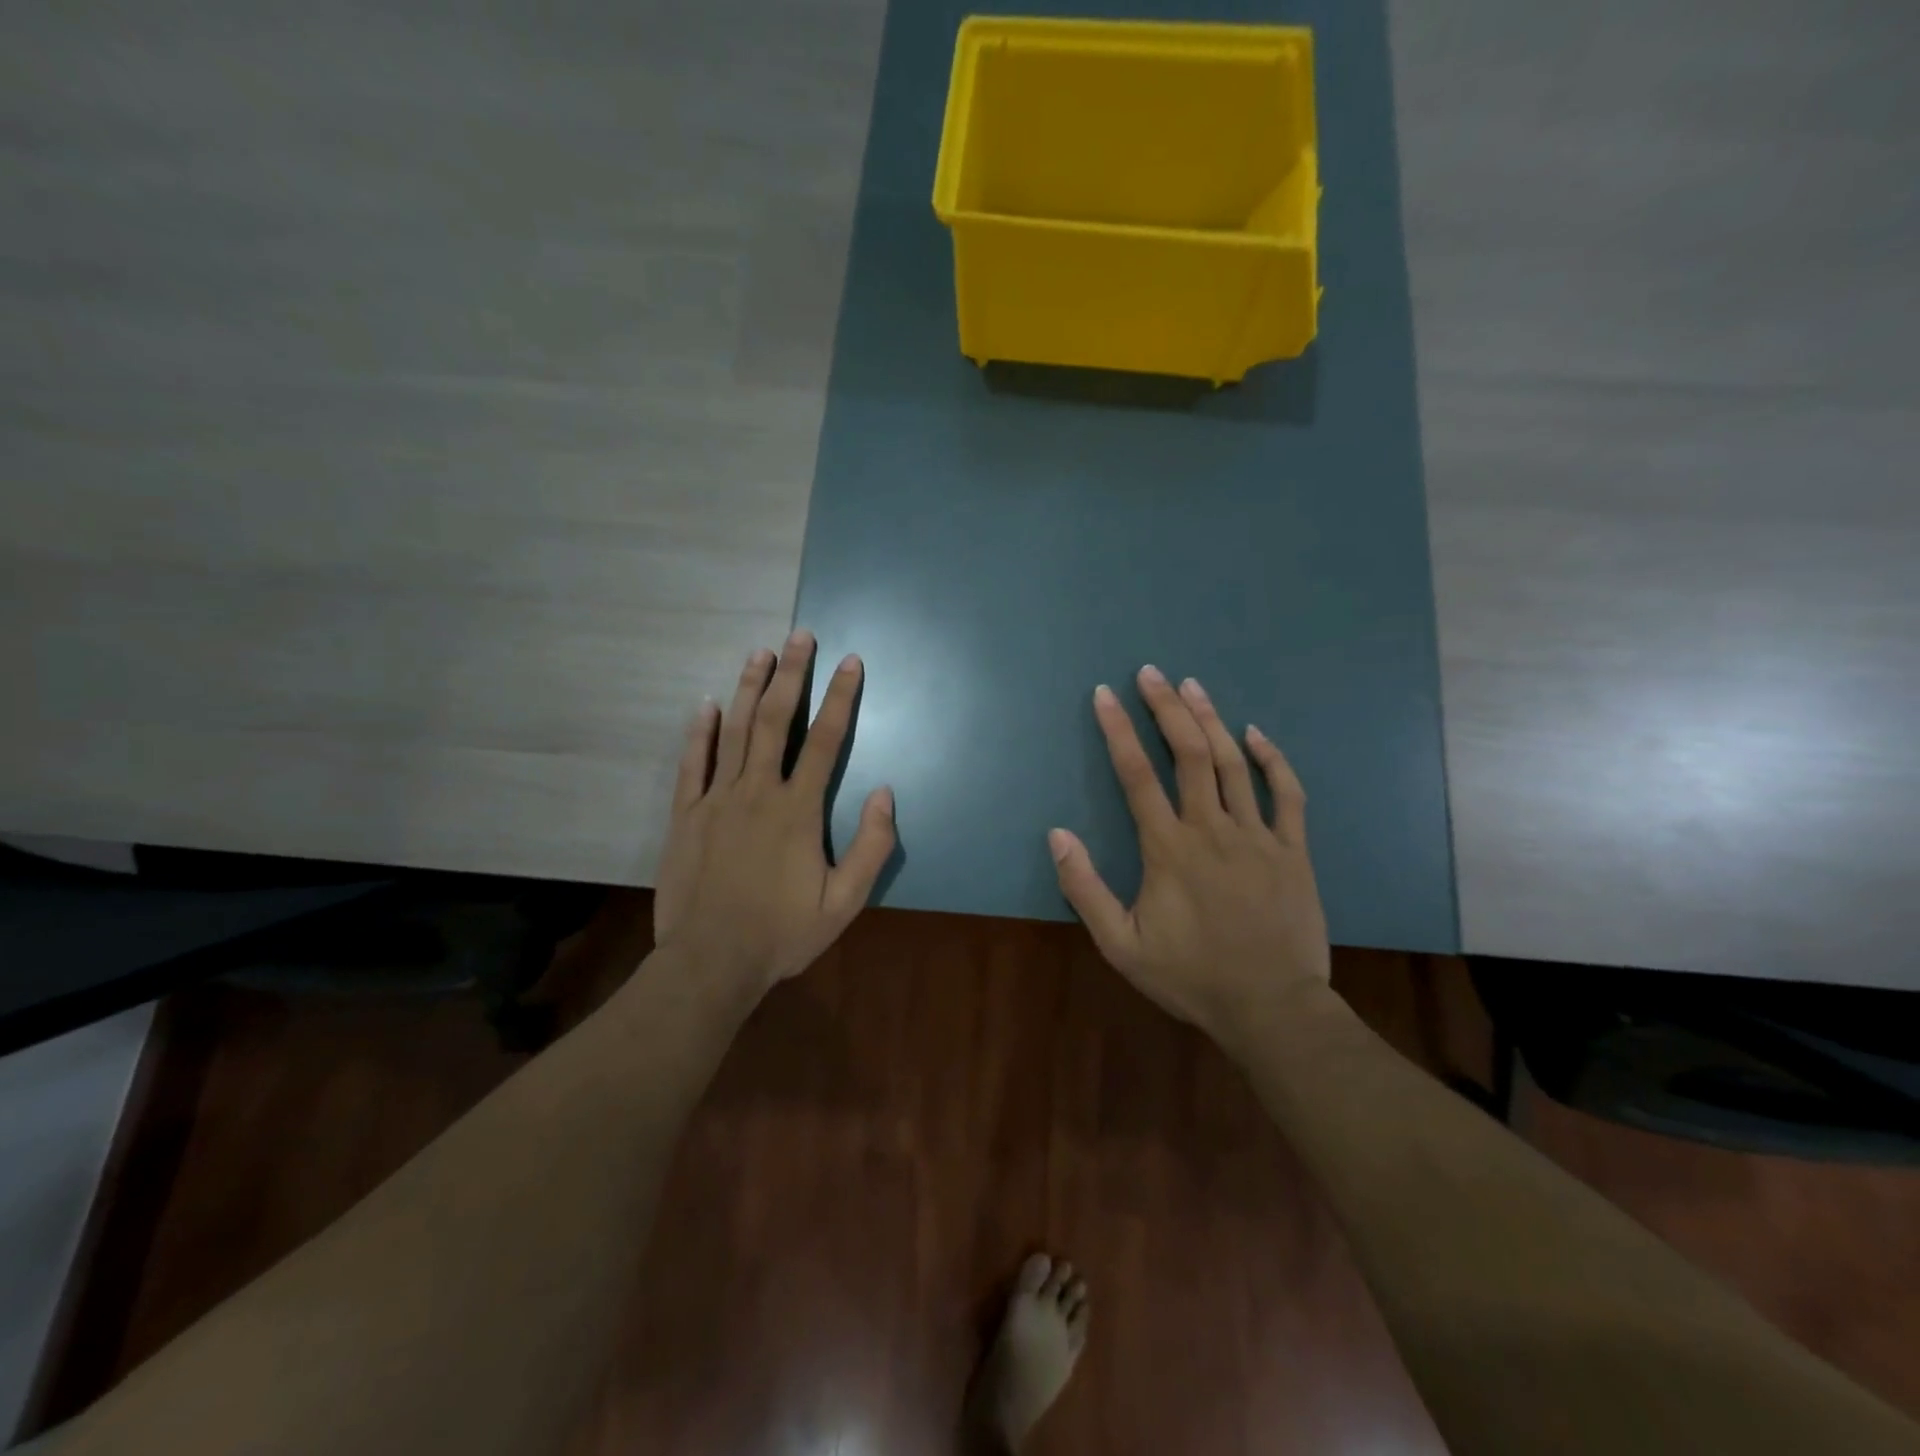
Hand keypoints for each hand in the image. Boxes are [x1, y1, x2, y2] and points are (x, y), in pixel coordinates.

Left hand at [653, 630, 895, 993]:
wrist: (710, 963)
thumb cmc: (782, 933)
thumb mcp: (844, 903)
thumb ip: (871, 847)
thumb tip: (886, 793)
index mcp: (798, 810)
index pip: (826, 741)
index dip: (841, 698)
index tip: (850, 663)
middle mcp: (757, 792)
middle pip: (777, 721)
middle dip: (791, 675)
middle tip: (800, 636)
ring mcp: (716, 800)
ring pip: (735, 732)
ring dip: (749, 689)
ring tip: (760, 653)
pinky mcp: (686, 816)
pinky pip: (692, 763)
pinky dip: (700, 731)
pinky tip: (707, 703)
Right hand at [1049, 666, 1331, 1042]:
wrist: (1271, 1009)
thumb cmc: (1191, 977)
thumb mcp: (1121, 945)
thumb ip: (1085, 888)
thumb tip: (1058, 834)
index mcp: (1168, 849)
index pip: (1136, 775)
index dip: (1118, 730)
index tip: (1104, 695)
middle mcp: (1212, 829)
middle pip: (1187, 753)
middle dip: (1165, 708)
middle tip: (1150, 673)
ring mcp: (1258, 836)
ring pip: (1233, 763)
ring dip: (1210, 719)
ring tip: (1192, 685)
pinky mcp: (1293, 850)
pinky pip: (1286, 793)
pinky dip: (1272, 759)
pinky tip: (1256, 733)